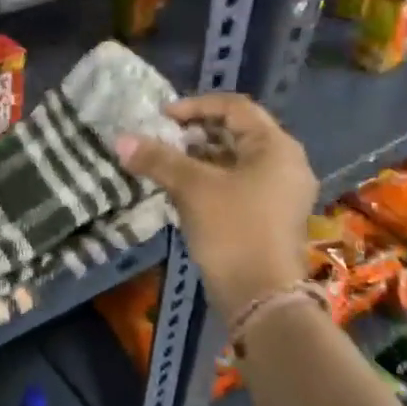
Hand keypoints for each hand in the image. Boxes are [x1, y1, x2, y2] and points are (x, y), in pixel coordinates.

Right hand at [115, 93, 317, 320]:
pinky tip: (182, 190)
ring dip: (200, 157)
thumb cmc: (233, 231)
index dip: (195, 106)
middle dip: (195, 133)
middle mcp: (286, 163)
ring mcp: (281, 192)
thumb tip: (120, 140)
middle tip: (162, 140)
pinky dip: (211, 179)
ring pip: (236, 160)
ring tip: (165, 164)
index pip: (234, 107)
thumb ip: (157, 159)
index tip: (161, 118)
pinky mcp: (271, 215)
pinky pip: (239, 182)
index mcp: (276, 147)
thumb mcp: (192, 189)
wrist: (261, 298)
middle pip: (237, 132)